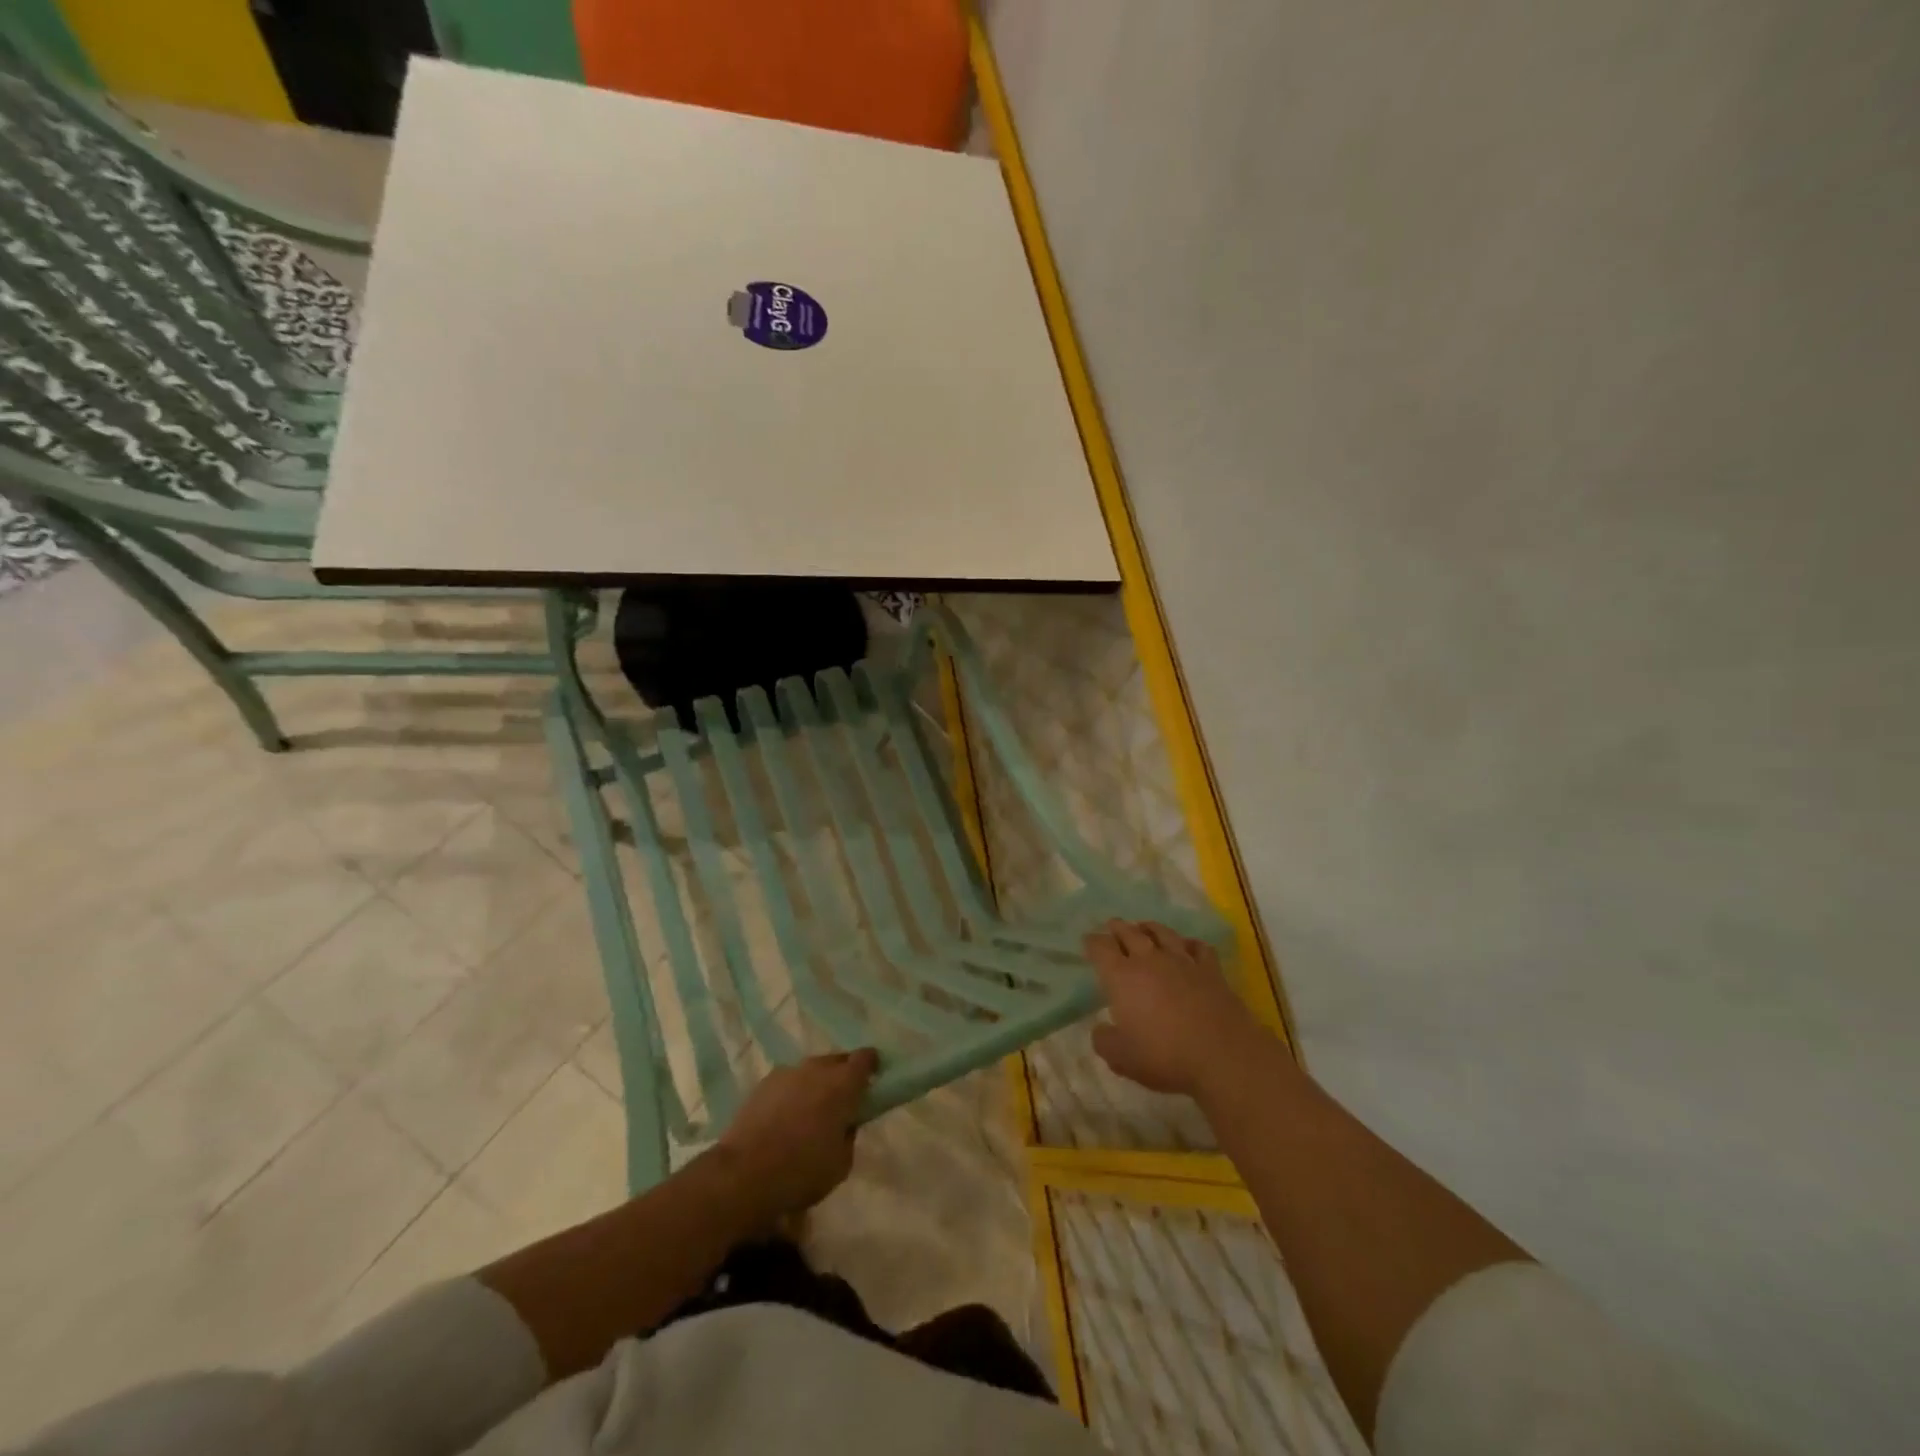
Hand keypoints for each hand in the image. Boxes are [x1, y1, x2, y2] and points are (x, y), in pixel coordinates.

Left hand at [716, 1049, 878, 1220]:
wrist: (743, 1174)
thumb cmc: (801, 1171)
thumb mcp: (841, 1164)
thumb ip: (849, 1135)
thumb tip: (845, 1123)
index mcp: (843, 1084)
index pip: (865, 1059)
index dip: (872, 1065)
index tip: (874, 1078)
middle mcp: (817, 1069)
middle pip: (837, 1060)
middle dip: (843, 1075)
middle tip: (843, 1100)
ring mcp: (788, 1072)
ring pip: (811, 1070)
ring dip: (816, 1084)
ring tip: (811, 1111)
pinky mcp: (763, 1083)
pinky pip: (788, 1082)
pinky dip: (792, 1092)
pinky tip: (785, 1117)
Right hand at [1085, 921, 1263, 1096]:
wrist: (1222, 1055)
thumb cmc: (1164, 1055)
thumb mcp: (1121, 1058)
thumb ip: (1104, 1040)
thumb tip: (1101, 1029)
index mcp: (1122, 976)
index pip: (1101, 948)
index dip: (1092, 942)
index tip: (1088, 941)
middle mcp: (1150, 960)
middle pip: (1130, 932)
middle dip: (1118, 928)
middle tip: (1112, 926)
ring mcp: (1183, 961)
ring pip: (1163, 932)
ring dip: (1149, 927)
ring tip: (1144, 927)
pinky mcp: (1211, 970)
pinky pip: (1198, 947)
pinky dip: (1189, 943)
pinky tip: (1187, 947)